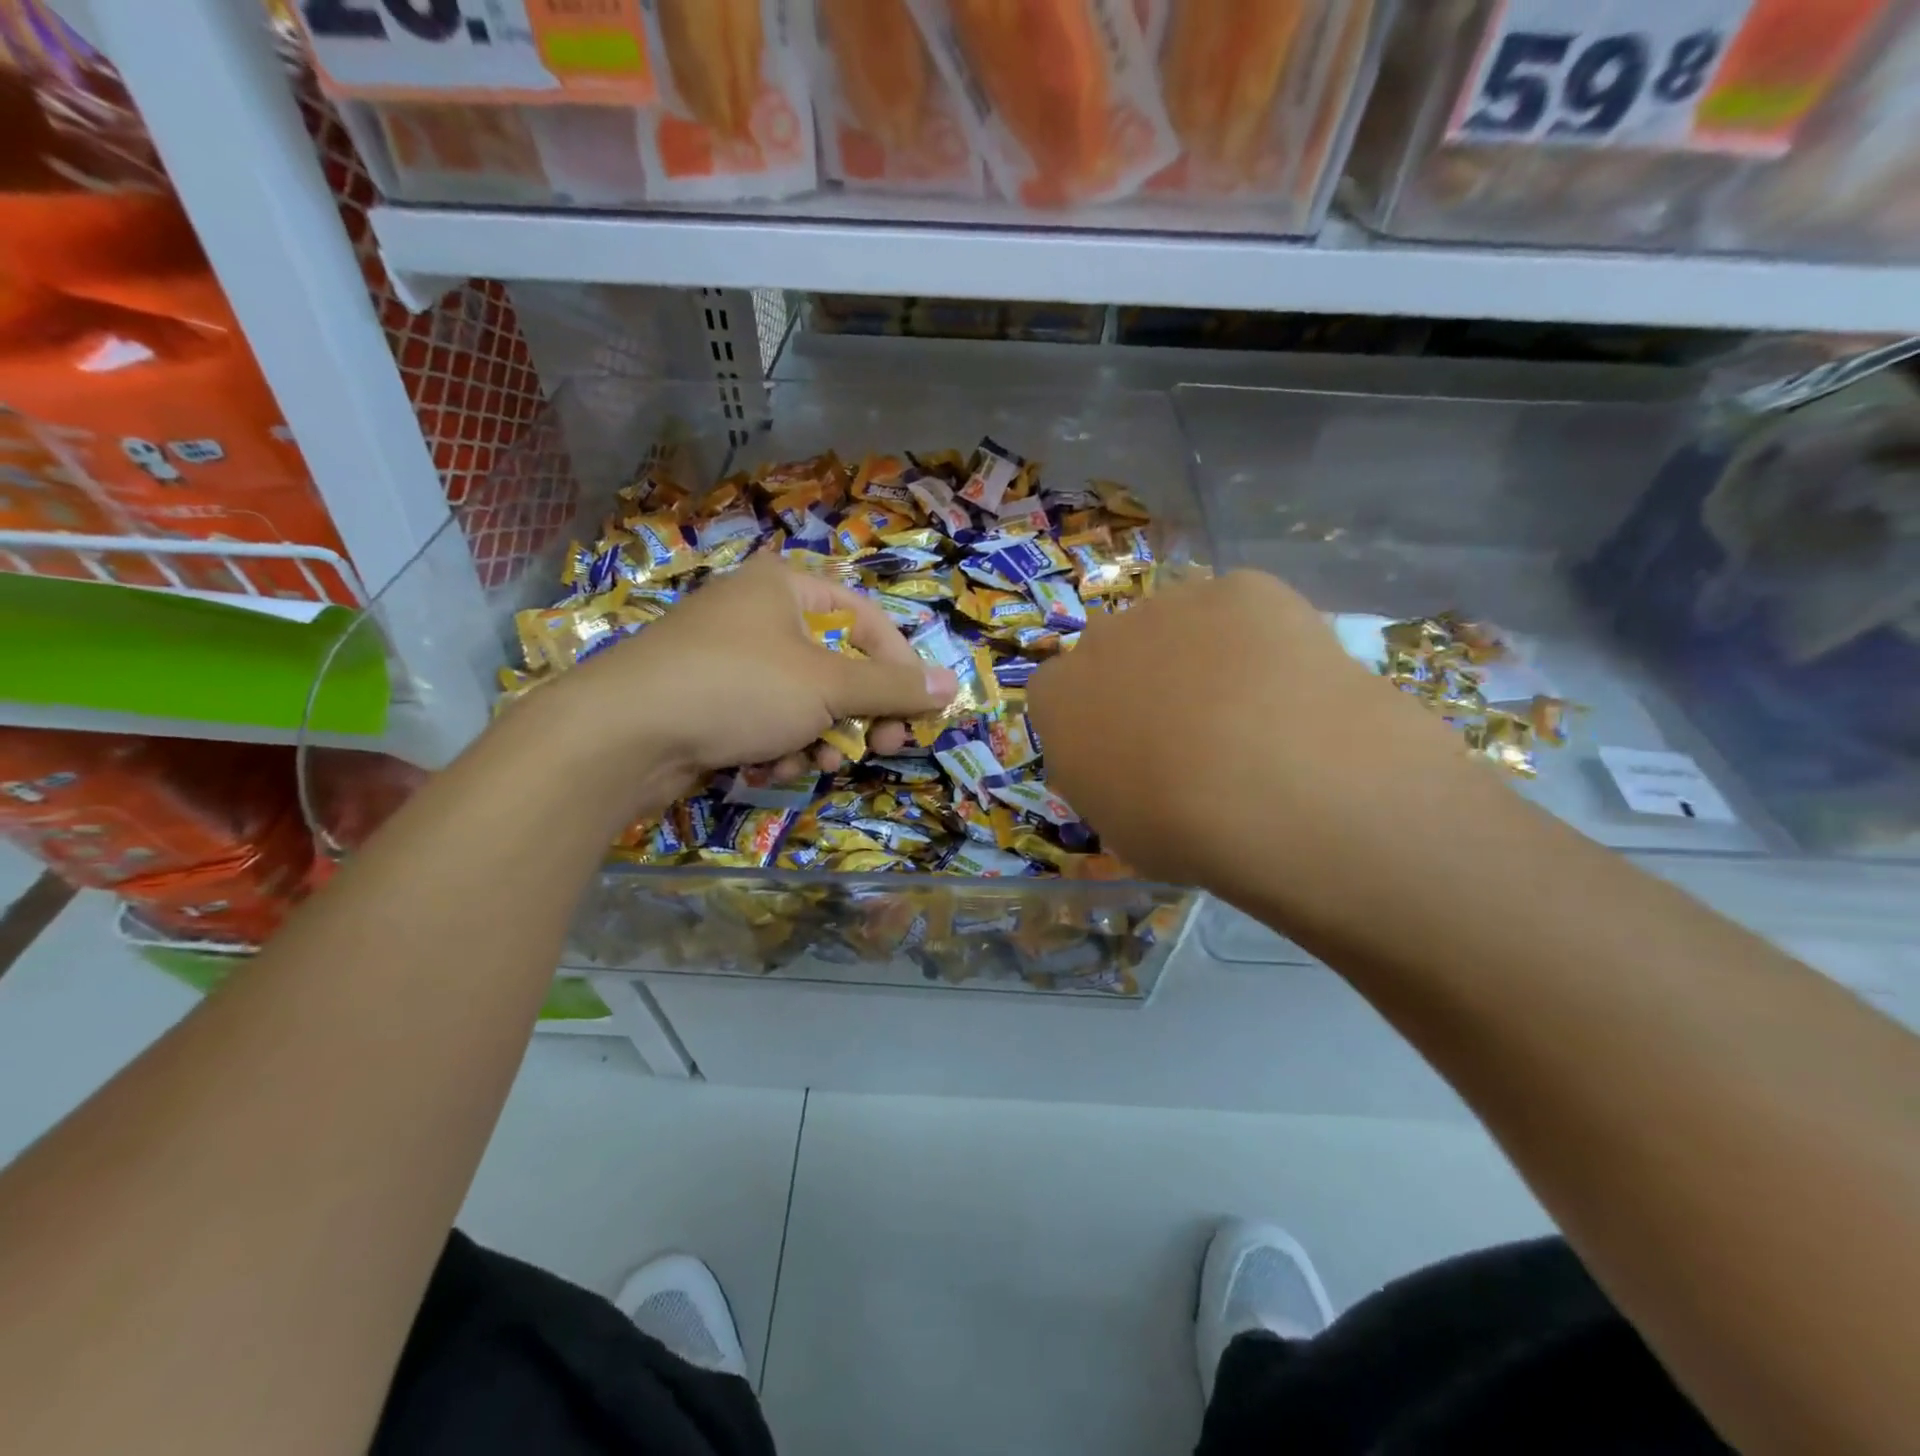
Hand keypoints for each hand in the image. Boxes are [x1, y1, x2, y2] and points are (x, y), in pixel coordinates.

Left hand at [555, 556, 959, 810]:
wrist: (621, 734)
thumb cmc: (737, 688)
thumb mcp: (827, 686)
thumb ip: (892, 688)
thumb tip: (953, 685)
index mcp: (785, 586)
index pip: (867, 620)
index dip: (900, 667)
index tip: (917, 712)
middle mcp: (757, 614)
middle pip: (836, 663)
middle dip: (858, 712)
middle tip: (880, 747)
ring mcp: (728, 658)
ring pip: (803, 698)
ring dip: (819, 735)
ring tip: (816, 762)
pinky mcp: (706, 699)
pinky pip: (764, 718)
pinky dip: (777, 743)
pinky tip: (769, 765)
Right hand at [1027, 571, 1510, 917]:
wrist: (1271, 787)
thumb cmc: (1178, 830)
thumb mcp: (1119, 828)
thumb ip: (1109, 779)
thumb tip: (1134, 766)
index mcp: (1059, 698)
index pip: (1060, 690)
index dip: (1098, 715)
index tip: (1130, 747)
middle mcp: (1102, 638)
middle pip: (1119, 648)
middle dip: (1147, 678)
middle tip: (1196, 730)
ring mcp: (1171, 605)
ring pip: (1182, 623)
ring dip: (1205, 654)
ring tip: (1256, 709)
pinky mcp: (1241, 588)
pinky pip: (1245, 609)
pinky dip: (1263, 637)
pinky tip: (1290, 682)